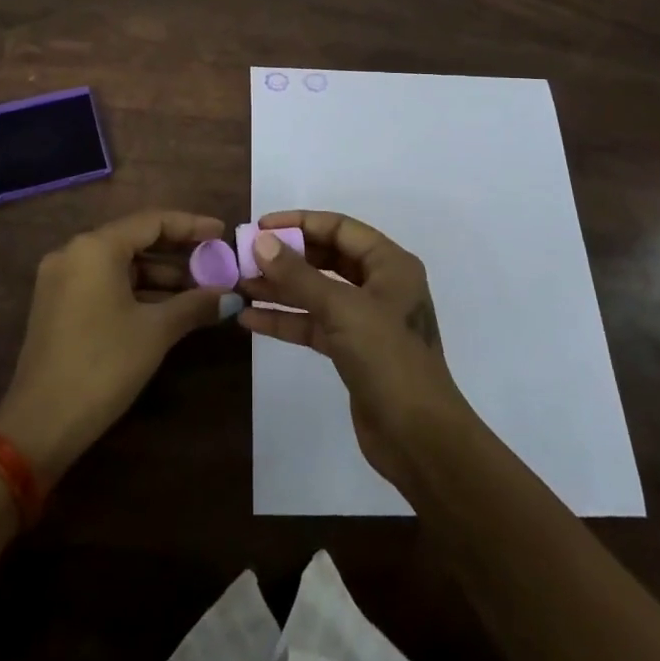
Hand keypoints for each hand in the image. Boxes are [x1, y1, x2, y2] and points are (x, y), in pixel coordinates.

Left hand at [0, 210, 228, 485]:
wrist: (40, 424)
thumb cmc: (103, 365)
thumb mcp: (156, 331)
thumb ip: (195, 304)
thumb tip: (231, 296)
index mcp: (95, 248)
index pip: (152, 221)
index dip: (191, 226)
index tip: (221, 234)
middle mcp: (74, 253)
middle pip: (134, 239)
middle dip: (177, 252)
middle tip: (214, 261)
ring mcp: (61, 279)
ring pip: (120, 264)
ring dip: (159, 275)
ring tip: (200, 289)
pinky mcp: (57, 305)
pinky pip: (104, 283)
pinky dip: (136, 290)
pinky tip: (167, 306)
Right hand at [238, 211, 471, 486]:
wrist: (419, 437)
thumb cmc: (388, 358)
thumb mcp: (341, 309)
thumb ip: (298, 275)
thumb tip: (261, 242)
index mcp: (390, 264)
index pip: (340, 228)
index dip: (299, 223)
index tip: (260, 227)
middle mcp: (379, 285)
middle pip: (327, 258)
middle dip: (286, 257)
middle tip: (245, 257)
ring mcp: (366, 319)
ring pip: (317, 293)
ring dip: (280, 289)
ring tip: (240, 285)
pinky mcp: (352, 350)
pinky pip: (314, 324)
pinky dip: (286, 320)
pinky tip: (251, 319)